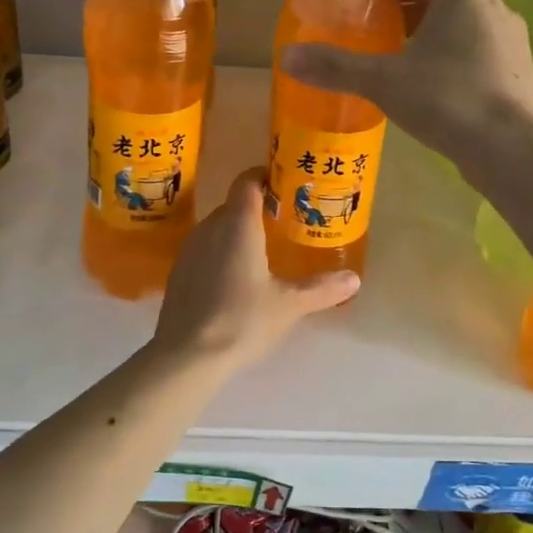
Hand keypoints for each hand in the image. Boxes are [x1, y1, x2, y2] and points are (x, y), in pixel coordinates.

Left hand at [152, 168, 357, 371]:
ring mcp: (189, 250)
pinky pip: (204, 250)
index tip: (285, 186)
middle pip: (234, 206)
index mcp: (238, 225)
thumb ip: (321, 289)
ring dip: (237, 233)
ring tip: (262, 252)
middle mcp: (210, 228)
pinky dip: (221, 254)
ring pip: (217, 228)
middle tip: (283, 223)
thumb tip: (354, 280)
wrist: (186, 355)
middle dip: (257, 210)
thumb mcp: (289, 305)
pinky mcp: (178, 273)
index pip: (247, 182)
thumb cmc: (242, 320)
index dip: (265, 177)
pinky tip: (235, 280)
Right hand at [279, 0, 532, 168]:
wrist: (512, 149)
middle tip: (372, 43)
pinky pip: (475, 57)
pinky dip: (451, 65)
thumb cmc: (446, 98)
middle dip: (404, 19)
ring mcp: (511, 40)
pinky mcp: (518, 72)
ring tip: (397, 70)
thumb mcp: (382, 81)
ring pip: (458, 31)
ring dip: (428, 43)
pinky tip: (432, 95)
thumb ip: (335, 67)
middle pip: (437, 2)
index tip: (359, 13)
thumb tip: (285, 57)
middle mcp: (494, 5)